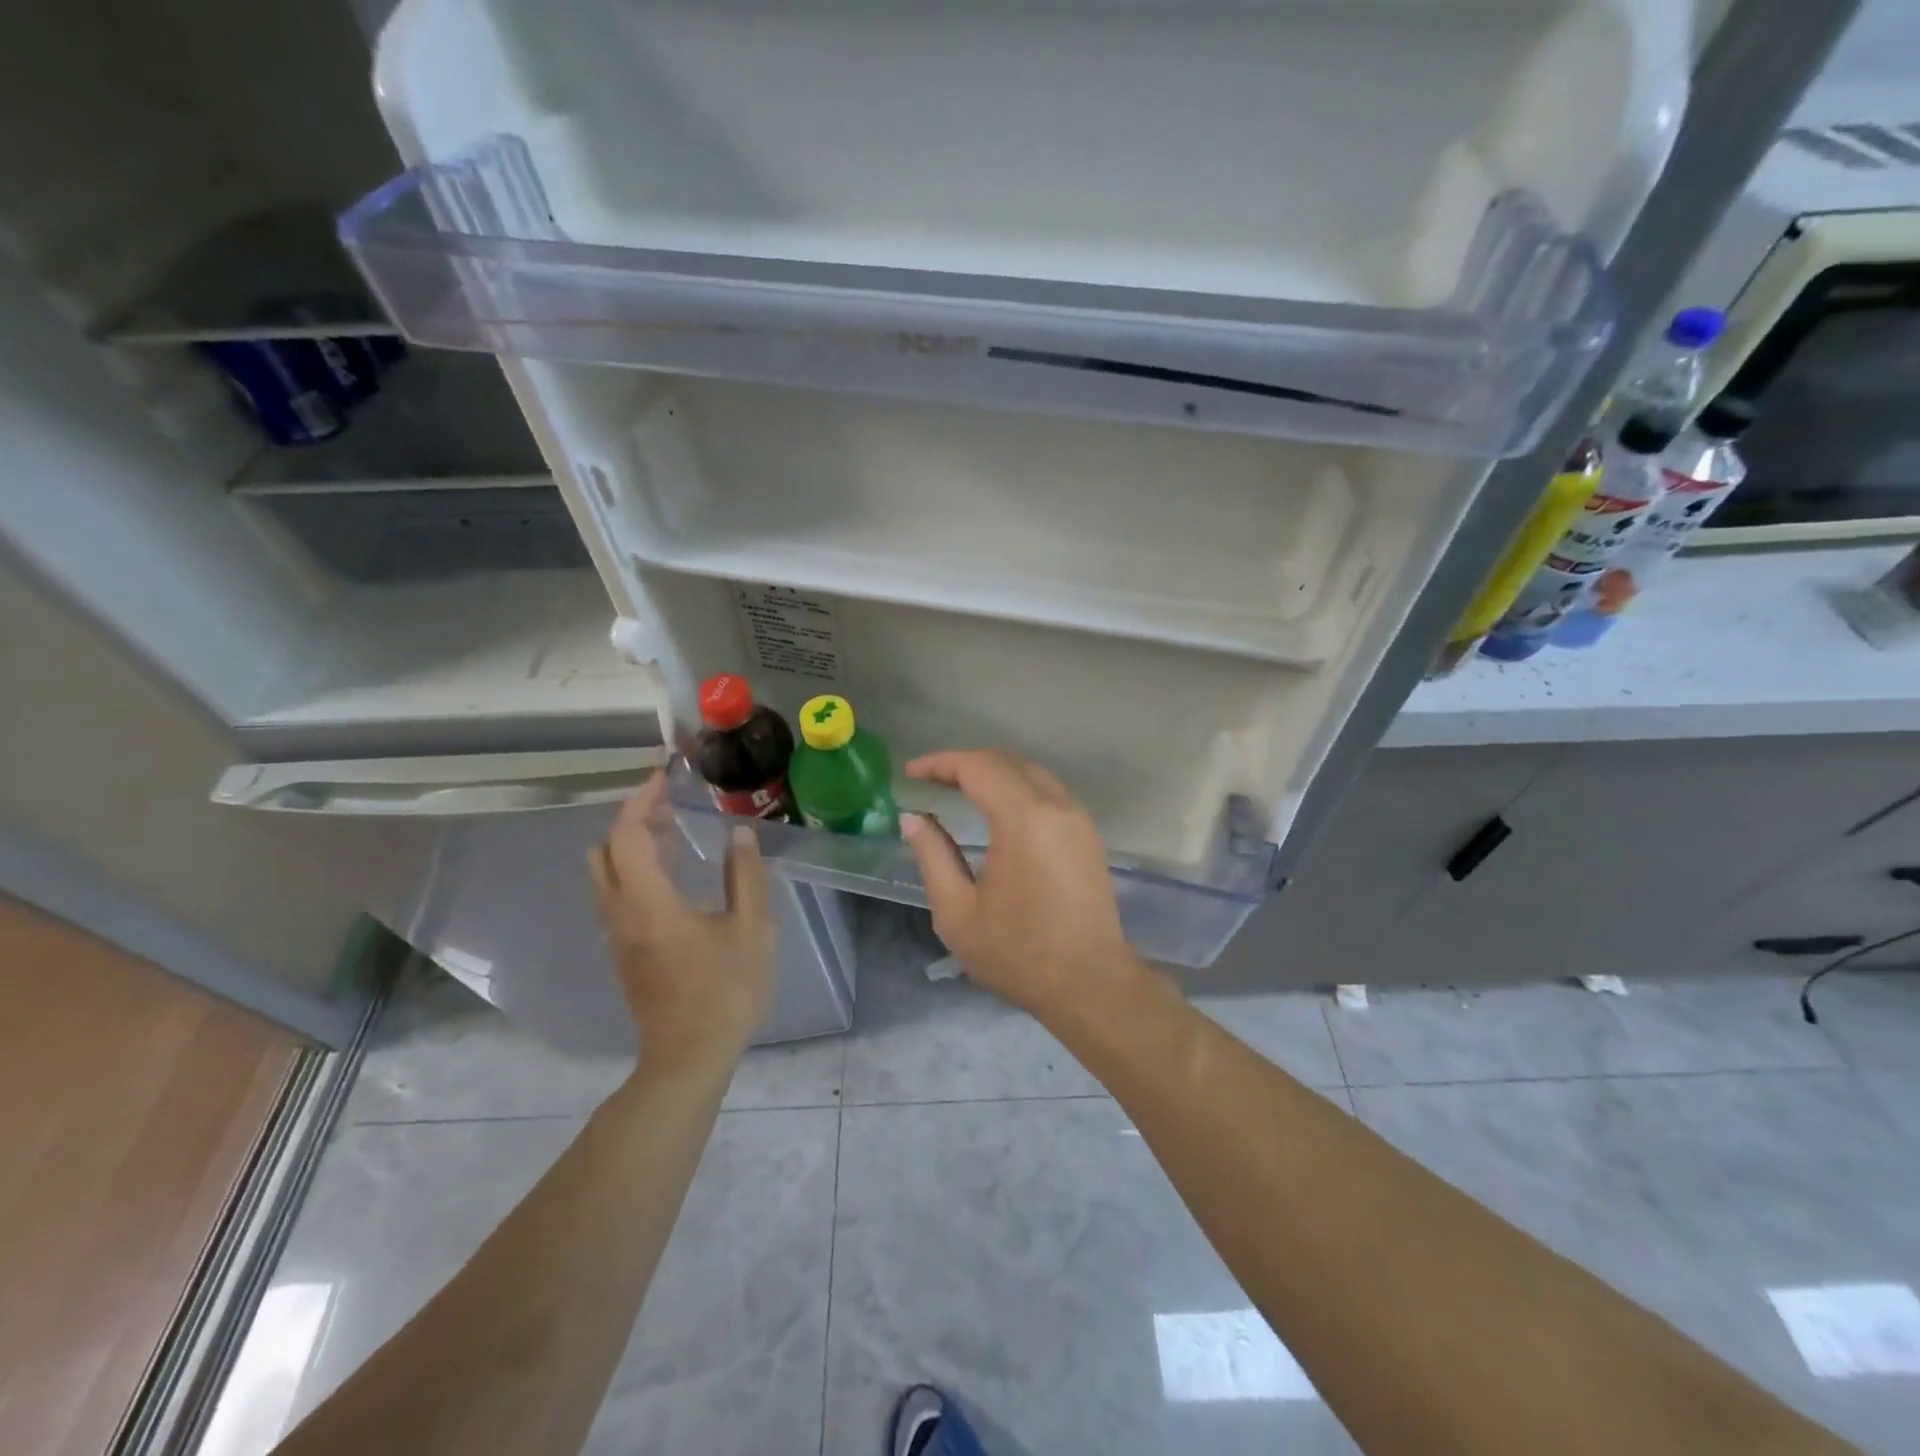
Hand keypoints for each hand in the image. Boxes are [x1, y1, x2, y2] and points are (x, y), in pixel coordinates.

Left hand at [589, 772, 775, 1067]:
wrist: (689, 1057)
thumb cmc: (725, 990)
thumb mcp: (752, 928)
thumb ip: (744, 875)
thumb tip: (739, 833)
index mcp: (647, 900)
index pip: (629, 833)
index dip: (643, 799)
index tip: (664, 775)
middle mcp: (620, 912)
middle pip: (604, 850)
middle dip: (630, 818)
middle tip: (669, 803)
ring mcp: (617, 935)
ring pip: (606, 874)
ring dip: (631, 844)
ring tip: (674, 830)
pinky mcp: (624, 952)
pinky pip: (616, 894)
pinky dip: (634, 869)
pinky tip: (672, 875)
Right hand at [899, 750, 1147, 1021]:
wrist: (1090, 985)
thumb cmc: (1018, 953)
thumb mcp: (958, 912)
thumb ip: (932, 856)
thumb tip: (913, 819)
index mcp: (1025, 819)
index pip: (979, 767)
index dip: (941, 763)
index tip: (911, 773)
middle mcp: (1057, 807)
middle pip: (1007, 762)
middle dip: (966, 763)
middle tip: (931, 780)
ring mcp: (1079, 819)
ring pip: (1032, 773)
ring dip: (994, 772)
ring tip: (958, 789)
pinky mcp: (1089, 836)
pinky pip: (1049, 793)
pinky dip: (1018, 788)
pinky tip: (997, 810)